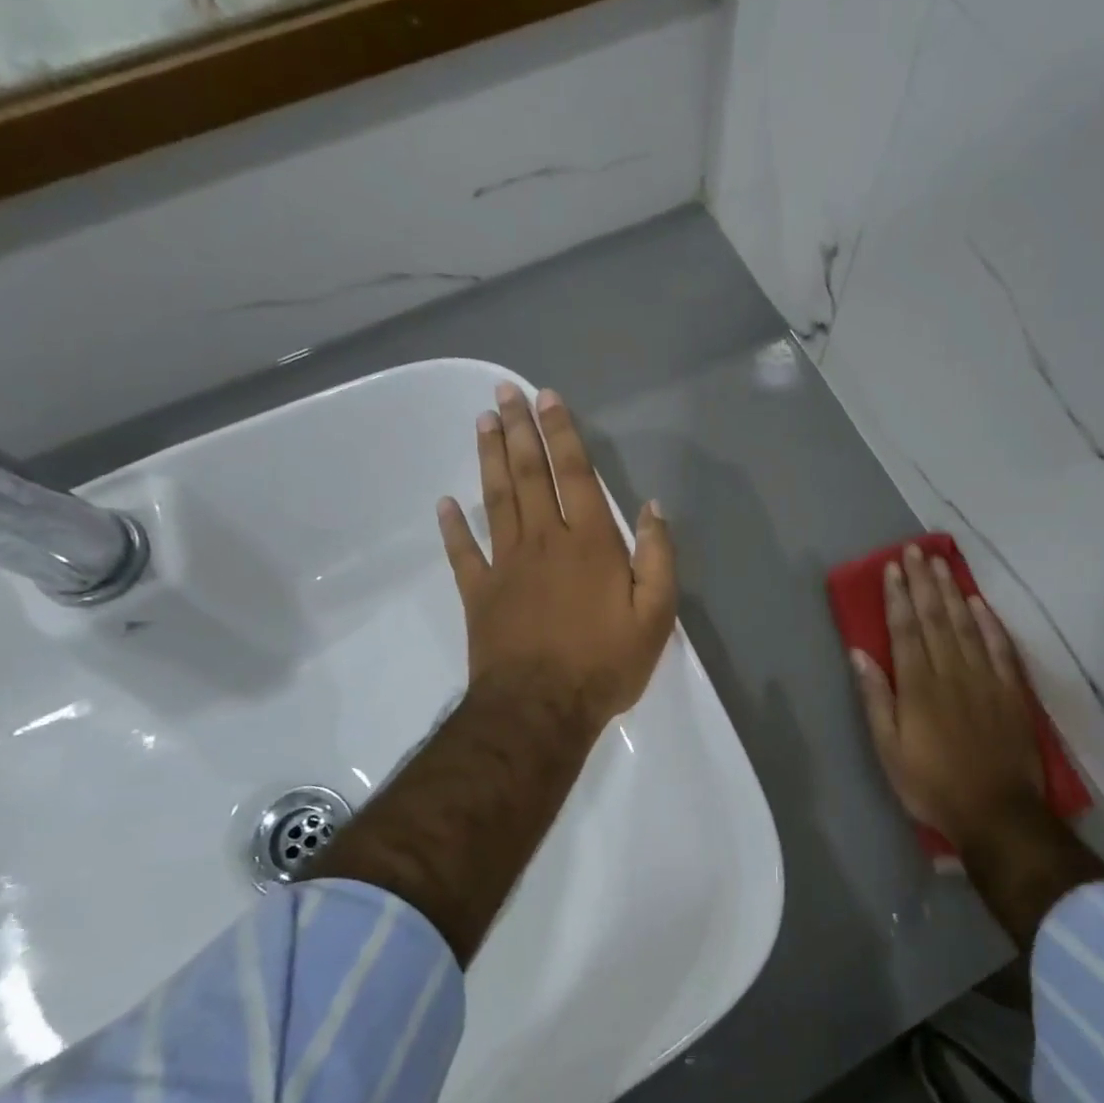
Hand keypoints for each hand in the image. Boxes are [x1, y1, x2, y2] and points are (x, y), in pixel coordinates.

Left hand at [438, 382, 675, 733]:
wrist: (542, 709)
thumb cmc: (605, 663)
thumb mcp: (656, 615)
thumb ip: (658, 558)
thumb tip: (652, 508)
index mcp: (590, 543)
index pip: (575, 475)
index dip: (562, 434)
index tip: (547, 399)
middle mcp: (545, 541)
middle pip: (529, 475)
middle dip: (518, 430)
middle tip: (503, 392)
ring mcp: (506, 565)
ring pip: (496, 500)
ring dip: (490, 459)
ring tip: (482, 423)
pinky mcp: (479, 594)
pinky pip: (463, 552)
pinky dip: (453, 526)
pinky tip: (445, 502)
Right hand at [854, 546, 1046, 844]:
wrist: (996, 814)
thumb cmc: (931, 785)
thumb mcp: (889, 750)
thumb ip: (876, 699)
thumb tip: (860, 654)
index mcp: (918, 686)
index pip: (906, 630)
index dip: (897, 597)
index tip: (892, 568)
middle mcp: (951, 672)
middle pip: (936, 618)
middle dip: (923, 582)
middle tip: (915, 551)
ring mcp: (985, 679)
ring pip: (966, 625)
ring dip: (952, 592)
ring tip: (940, 564)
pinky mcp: (1010, 692)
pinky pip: (1000, 648)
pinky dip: (990, 622)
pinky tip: (980, 603)